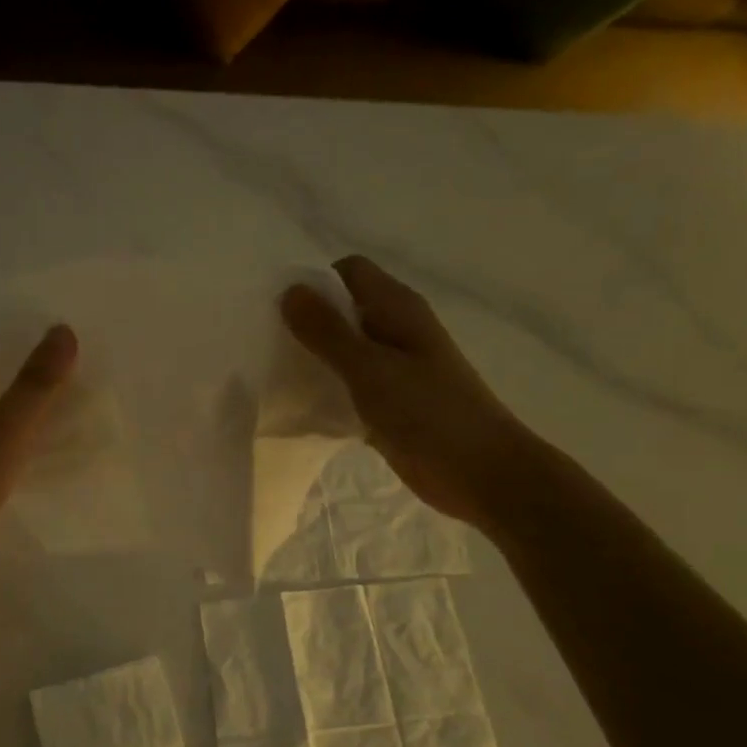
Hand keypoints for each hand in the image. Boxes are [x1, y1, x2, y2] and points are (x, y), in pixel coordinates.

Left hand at [0, 326, 77, 595]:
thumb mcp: (6, 428)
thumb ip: (36, 381)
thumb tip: (63, 329)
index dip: (23, 331)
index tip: (66, 330)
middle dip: (33, 368)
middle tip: (84, 362)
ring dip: (29, 403)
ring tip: (79, 396)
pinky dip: (20, 433)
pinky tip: (55, 439)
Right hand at [280, 256, 534, 531]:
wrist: (483, 474)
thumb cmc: (430, 414)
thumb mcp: (370, 368)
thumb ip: (328, 331)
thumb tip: (289, 290)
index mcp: (398, 309)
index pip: (348, 272)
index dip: (313, 283)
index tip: (277, 309)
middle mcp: (396, 331)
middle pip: (343, 311)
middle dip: (306, 322)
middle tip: (264, 344)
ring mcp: (394, 370)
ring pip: (344, 352)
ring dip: (313, 359)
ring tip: (272, 374)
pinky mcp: (390, 405)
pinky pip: (349, 387)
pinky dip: (326, 392)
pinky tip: (298, 408)